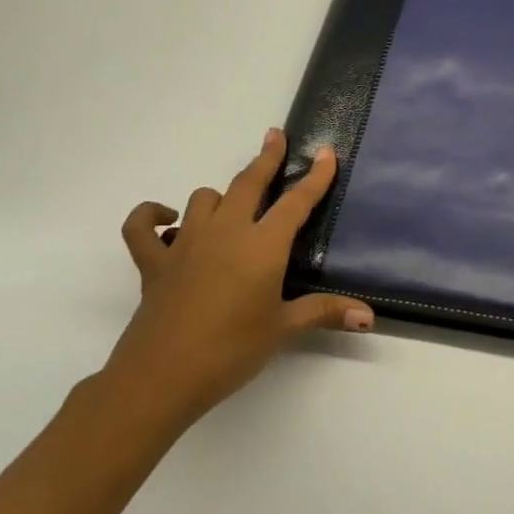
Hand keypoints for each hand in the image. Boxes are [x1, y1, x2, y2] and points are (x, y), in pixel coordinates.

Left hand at [107, 128, 373, 427]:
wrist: (162, 377)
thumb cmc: (231, 350)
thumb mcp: (283, 329)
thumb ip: (325, 312)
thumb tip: (370, 317)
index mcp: (262, 246)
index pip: (296, 202)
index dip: (315, 177)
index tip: (326, 152)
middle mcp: (226, 232)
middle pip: (248, 183)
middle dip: (266, 158)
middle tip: (275, 137)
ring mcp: (185, 243)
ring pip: (204, 198)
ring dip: (221, 197)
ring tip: (233, 206)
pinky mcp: (153, 262)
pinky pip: (142, 227)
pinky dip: (151, 217)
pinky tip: (165, 220)